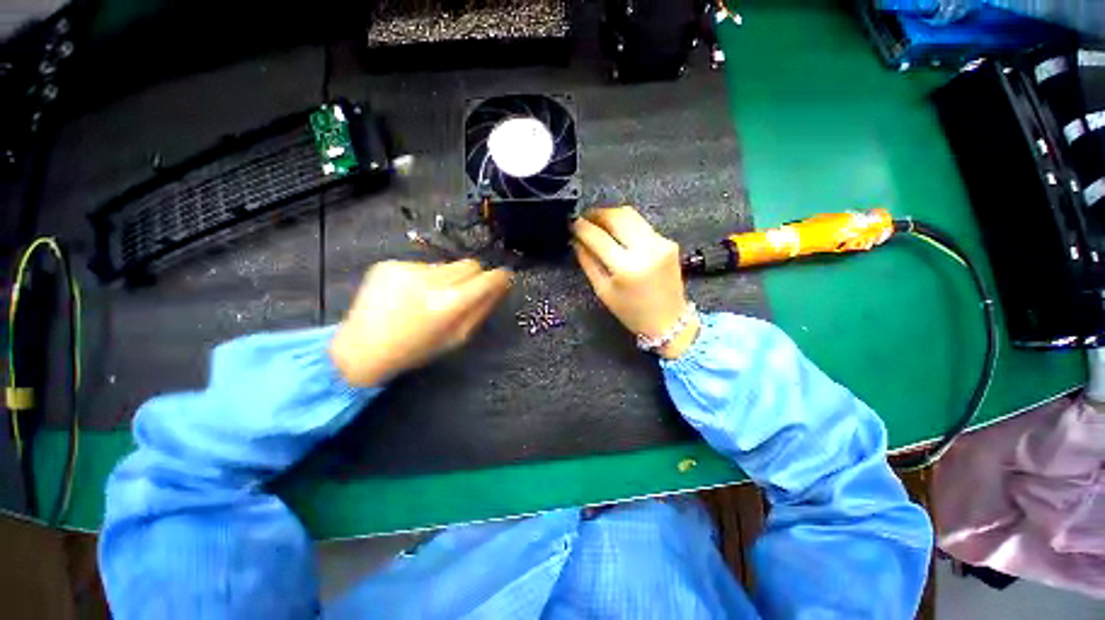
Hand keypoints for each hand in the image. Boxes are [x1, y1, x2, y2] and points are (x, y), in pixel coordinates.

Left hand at [330, 259, 511, 385]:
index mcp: (449, 303)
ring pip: (447, 264)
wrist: (362, 348)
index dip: (500, 277)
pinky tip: (408, 295)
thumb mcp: (458, 338)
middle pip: (470, 264)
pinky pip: (422, 265)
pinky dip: (423, 278)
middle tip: (461, 294)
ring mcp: (407, 269)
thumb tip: (502, 285)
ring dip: (447, 278)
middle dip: (473, 277)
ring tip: (428, 298)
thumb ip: (483, 309)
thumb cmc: (416, 350)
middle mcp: (430, 280)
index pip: (488, 278)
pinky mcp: (389, 264)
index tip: (503, 279)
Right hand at [572, 206, 698, 358]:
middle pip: (617, 216)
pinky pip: (642, 225)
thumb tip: (576, 240)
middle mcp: (646, 249)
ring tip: (598, 222)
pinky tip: (618, 234)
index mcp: (626, 268)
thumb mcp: (603, 290)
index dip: (582, 227)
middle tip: (584, 219)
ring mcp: (660, 243)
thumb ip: (588, 262)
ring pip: (631, 215)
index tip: (572, 223)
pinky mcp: (669, 242)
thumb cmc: (630, 311)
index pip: (598, 237)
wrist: (668, 320)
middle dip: (597, 213)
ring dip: (611, 215)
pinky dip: (626, 225)